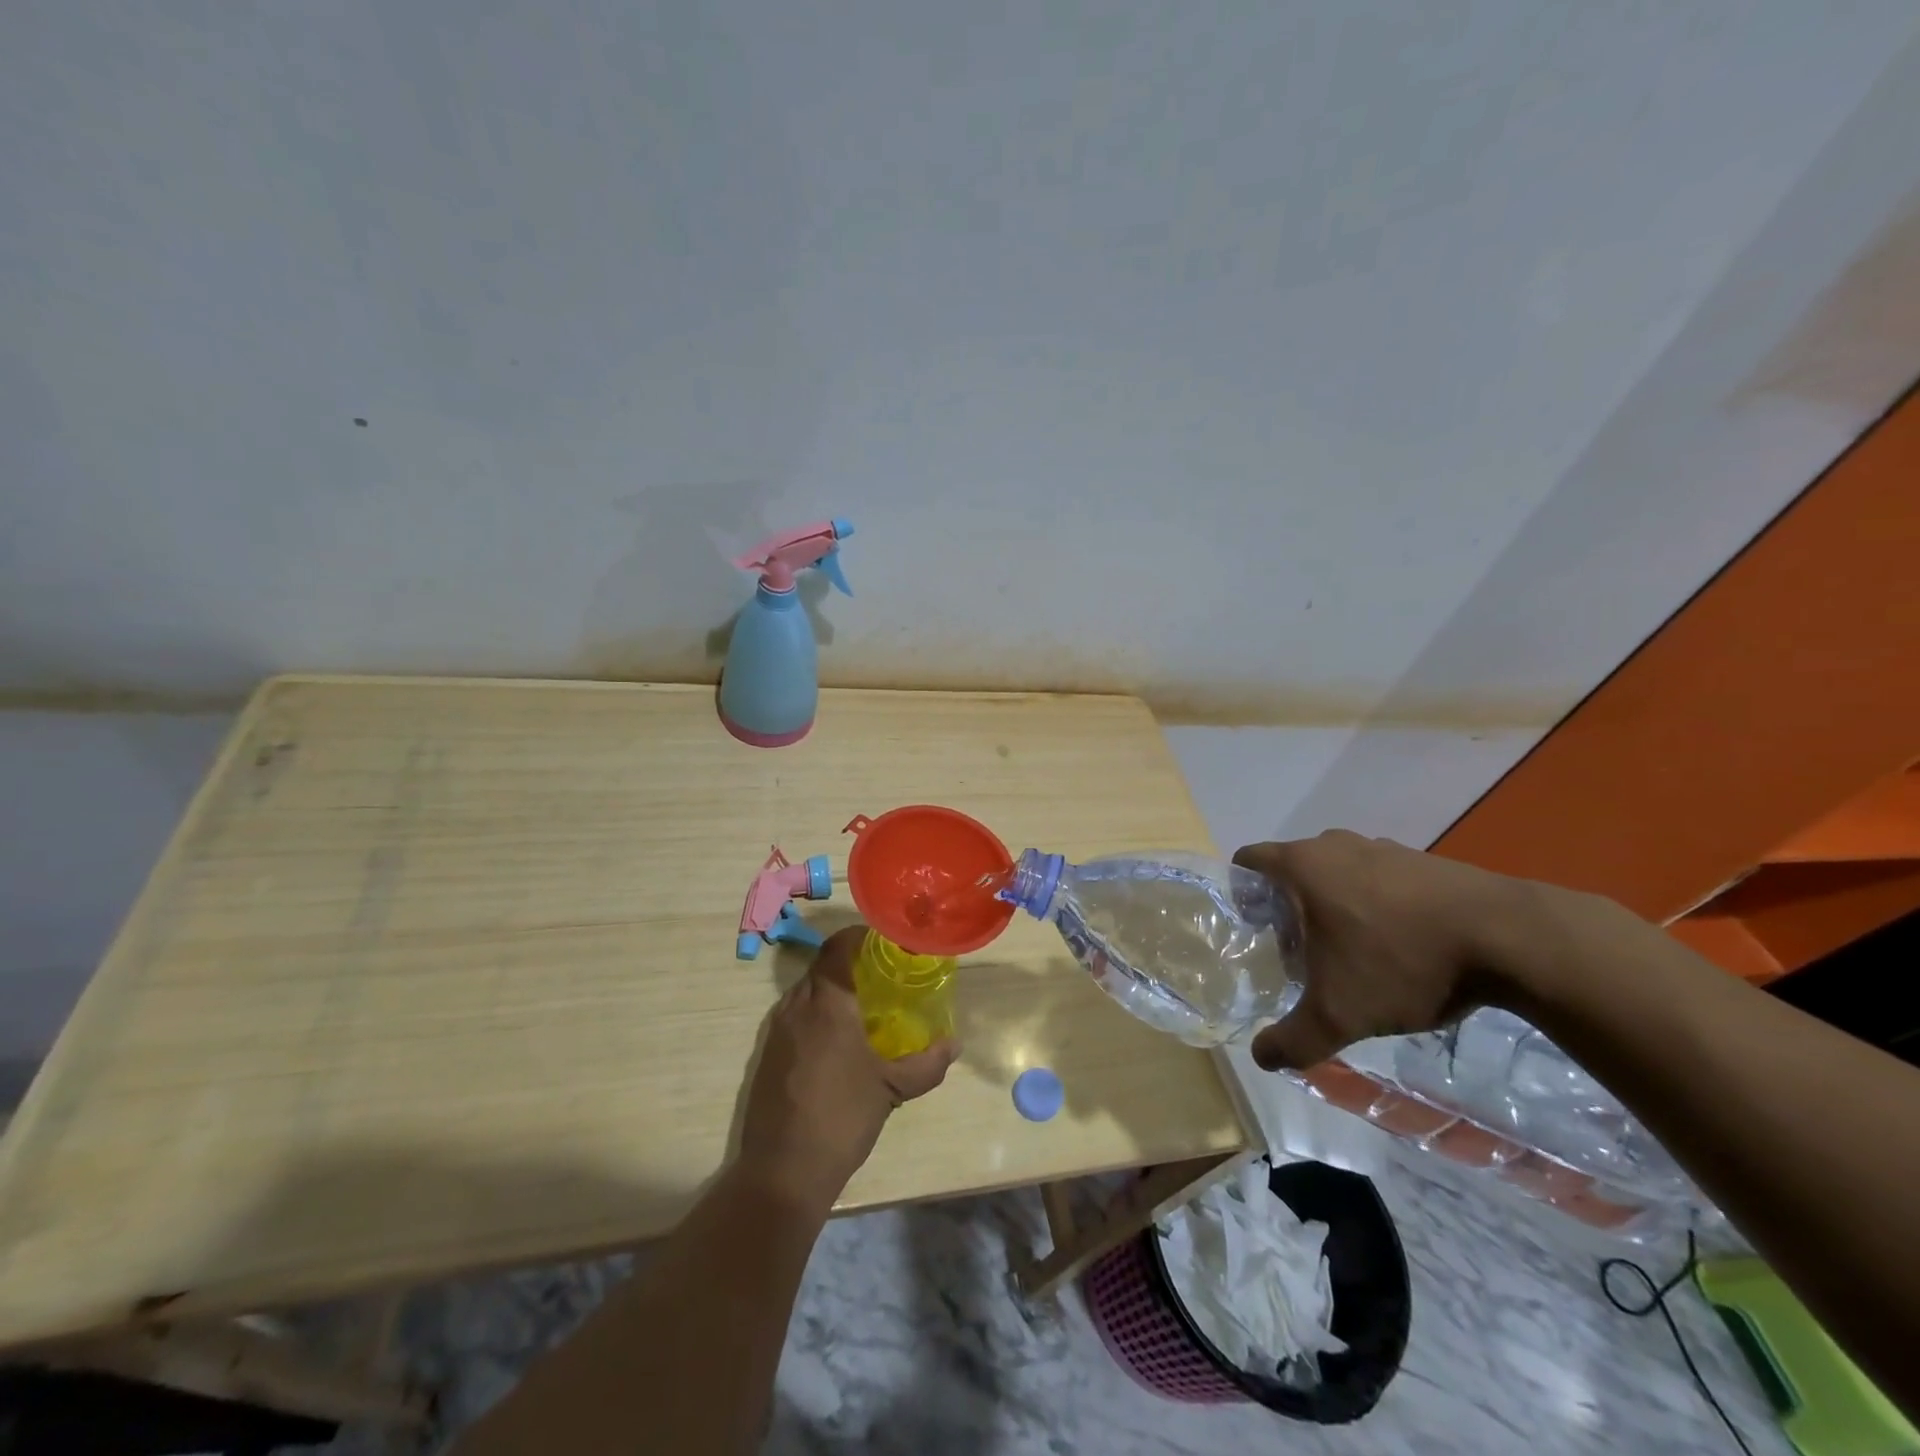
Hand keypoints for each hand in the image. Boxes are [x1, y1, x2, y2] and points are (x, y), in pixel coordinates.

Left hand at [739, 925, 957, 1213]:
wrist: (782, 1172)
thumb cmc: (842, 1118)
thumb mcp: (891, 1089)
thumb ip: (927, 1064)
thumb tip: (954, 1045)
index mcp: (827, 1003)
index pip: (837, 946)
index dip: (858, 935)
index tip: (884, 940)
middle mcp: (796, 1006)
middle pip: (821, 966)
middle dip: (849, 962)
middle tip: (881, 973)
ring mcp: (776, 1030)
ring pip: (805, 991)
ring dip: (831, 988)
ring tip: (862, 1004)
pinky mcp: (766, 1053)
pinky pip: (794, 1015)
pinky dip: (815, 1013)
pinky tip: (836, 1040)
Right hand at [1233, 831, 1544, 1071]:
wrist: (1510, 938)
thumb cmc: (1402, 962)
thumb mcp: (1339, 1015)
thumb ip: (1293, 1039)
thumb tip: (1263, 1059)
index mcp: (1302, 865)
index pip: (1248, 860)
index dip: (1240, 892)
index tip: (1251, 930)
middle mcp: (1335, 845)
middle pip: (1292, 868)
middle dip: (1287, 906)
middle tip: (1296, 951)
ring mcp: (1383, 847)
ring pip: (1337, 872)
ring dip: (1333, 904)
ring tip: (1350, 952)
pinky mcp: (1423, 860)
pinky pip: (1379, 878)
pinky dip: (1375, 904)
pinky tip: (1398, 945)